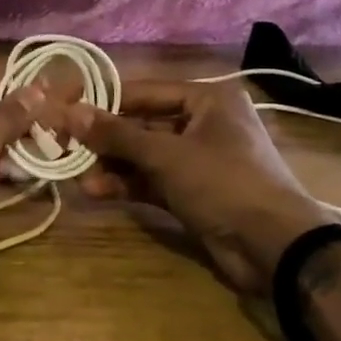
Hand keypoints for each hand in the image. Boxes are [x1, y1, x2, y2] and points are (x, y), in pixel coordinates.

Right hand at [63, 81, 332, 295]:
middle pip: (142, 124)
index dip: (104, 101)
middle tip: (65, 145)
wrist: (276, 248)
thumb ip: (116, 134)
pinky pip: (153, 181)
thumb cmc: (224, 182)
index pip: (144, 91)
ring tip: (77, 175)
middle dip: (106, 139)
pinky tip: (96, 192)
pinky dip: (128, 185)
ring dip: (112, 165)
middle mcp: (203, 124)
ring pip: (145, 156)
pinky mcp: (194, 193)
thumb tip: (70, 112)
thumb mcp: (166, 155)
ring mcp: (199, 161)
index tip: (66, 109)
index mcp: (207, 100)